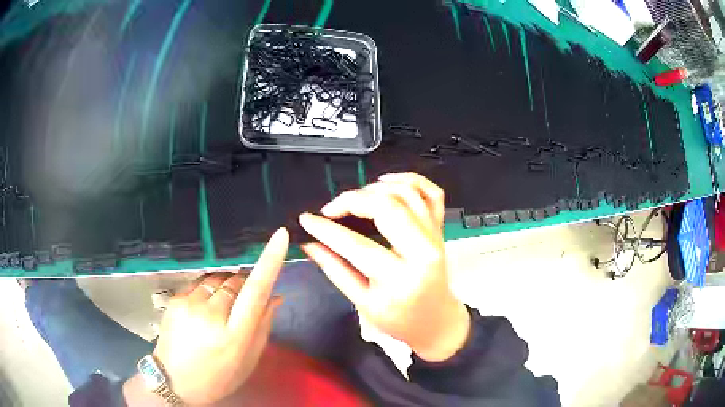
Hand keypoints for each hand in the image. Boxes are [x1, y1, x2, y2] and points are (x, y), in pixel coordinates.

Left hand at [150, 228, 288, 404]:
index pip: (256, 291)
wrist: (174, 380)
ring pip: (218, 278)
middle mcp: (211, 315)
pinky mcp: (176, 298)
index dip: (270, 262)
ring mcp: (190, 304)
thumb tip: (276, 296)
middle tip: (240, 306)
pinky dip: (208, 290)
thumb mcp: (247, 361)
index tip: (280, 236)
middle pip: (236, 280)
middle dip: (244, 286)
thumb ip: (263, 327)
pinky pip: (200, 282)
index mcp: (234, 336)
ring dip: (225, 287)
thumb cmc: (218, 378)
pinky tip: (203, 309)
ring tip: (220, 309)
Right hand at [299, 172, 469, 361]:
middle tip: (331, 209)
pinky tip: (387, 182)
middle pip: (387, 207)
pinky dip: (411, 179)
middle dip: (352, 200)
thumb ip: (335, 270)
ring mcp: (436, 236)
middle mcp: (423, 252)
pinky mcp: (440, 229)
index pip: (357, 246)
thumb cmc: (400, 320)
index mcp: (401, 279)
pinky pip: (432, 192)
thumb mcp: (363, 303)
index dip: (326, 230)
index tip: (307, 220)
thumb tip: (310, 245)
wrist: (436, 322)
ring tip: (355, 199)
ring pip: (407, 193)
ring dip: (376, 188)